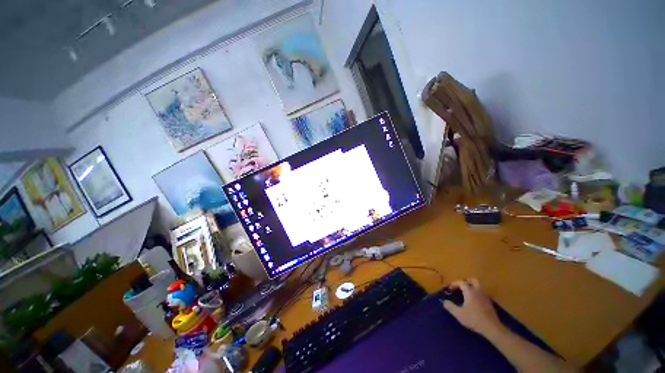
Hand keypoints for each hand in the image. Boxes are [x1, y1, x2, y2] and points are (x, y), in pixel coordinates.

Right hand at [442, 278, 504, 337]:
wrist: (492, 328)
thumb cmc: (474, 319)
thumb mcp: (459, 314)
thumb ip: (450, 306)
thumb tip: (444, 301)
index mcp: (470, 291)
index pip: (461, 282)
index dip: (454, 283)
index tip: (449, 288)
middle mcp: (478, 291)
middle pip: (473, 280)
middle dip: (466, 281)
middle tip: (460, 287)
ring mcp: (485, 297)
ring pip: (479, 286)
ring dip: (472, 287)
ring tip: (466, 294)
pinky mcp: (489, 303)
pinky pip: (482, 293)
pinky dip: (477, 294)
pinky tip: (473, 301)